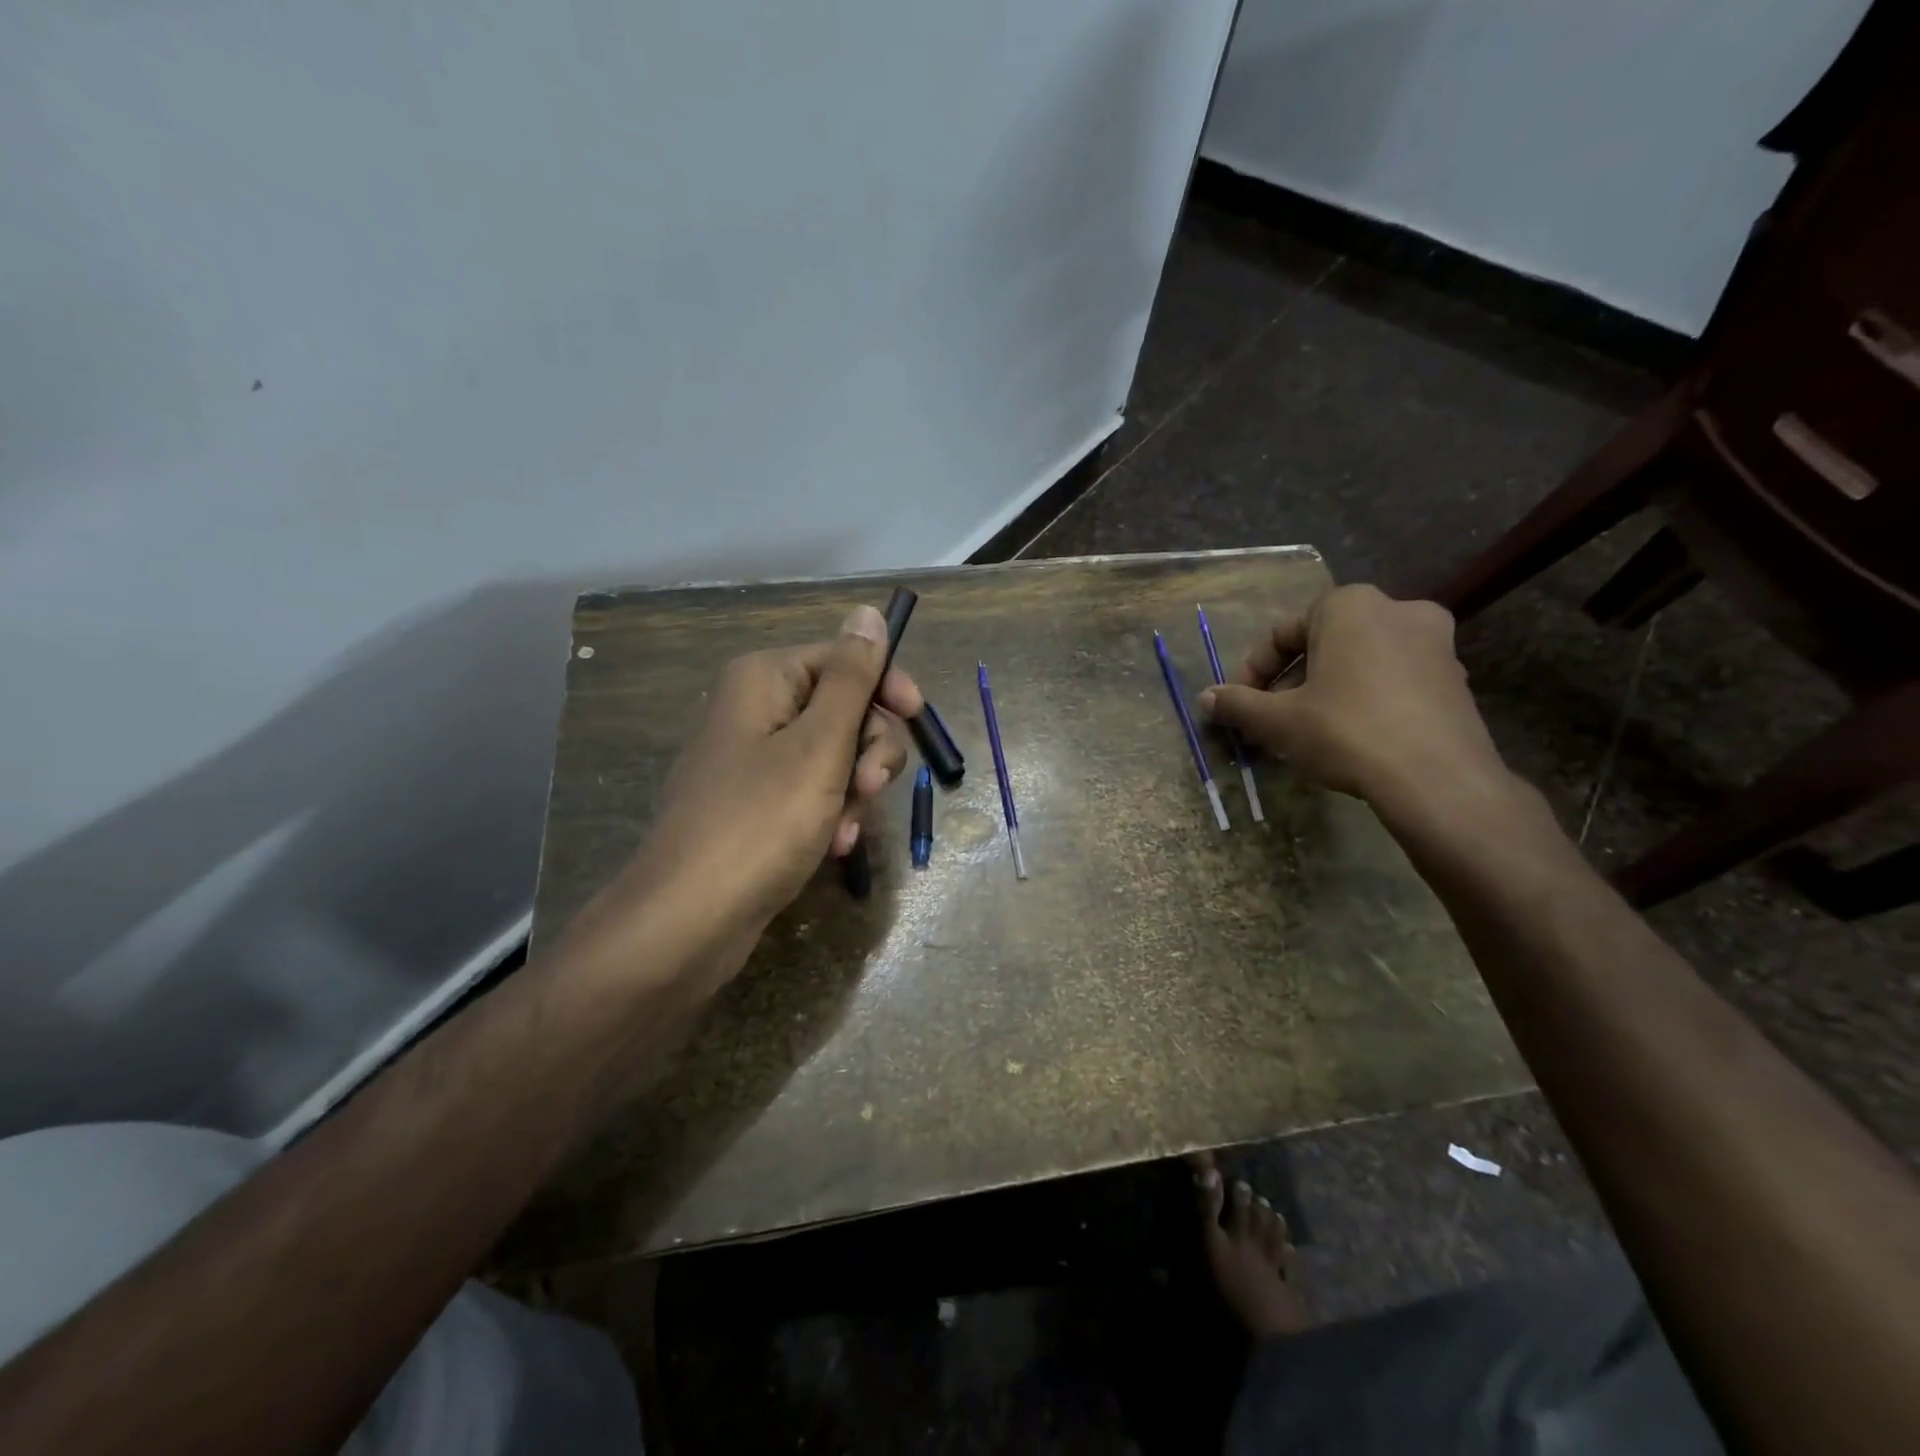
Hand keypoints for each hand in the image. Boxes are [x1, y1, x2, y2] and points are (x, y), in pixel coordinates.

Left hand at [559, 605, 921, 990]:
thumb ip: (852, 678)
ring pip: (836, 756)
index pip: (846, 658)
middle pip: (845, 709)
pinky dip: (832, 815)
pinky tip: (833, 846)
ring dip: (854, 791)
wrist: (688, 920)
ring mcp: (755, 760)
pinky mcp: (757, 804)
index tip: (917, 720)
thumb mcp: (819, 745)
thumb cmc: (760, 822)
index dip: (887, 687)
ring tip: (843, 830)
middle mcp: (757, 709)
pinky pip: (813, 792)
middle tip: (866, 789)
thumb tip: (866, 612)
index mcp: (765, 679)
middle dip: (868, 752)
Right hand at [1198, 585, 1508, 806]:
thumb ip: (1237, 704)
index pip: (1282, 633)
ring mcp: (1435, 643)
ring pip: (1358, 662)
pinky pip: (1392, 680)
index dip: (1252, 672)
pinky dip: (1363, 699)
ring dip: (1324, 691)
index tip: (1240, 706)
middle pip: (1322, 645)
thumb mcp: (1277, 720)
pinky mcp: (1455, 678)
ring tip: (1305, 732)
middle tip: (1270, 720)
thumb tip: (1205, 697)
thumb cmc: (1346, 731)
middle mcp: (1397, 609)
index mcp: (1349, 605)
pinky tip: (1349, 737)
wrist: (1437, 779)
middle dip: (1290, 683)